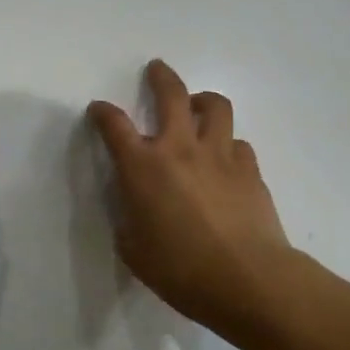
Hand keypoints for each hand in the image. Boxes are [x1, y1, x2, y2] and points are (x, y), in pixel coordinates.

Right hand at [88, 59, 293, 333]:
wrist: (247, 279)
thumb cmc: (180, 270)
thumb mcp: (133, 248)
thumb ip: (130, 216)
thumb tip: (137, 204)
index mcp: (143, 167)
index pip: (115, 126)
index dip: (103, 113)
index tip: (99, 109)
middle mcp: (180, 148)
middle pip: (171, 94)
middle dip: (160, 77)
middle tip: (157, 69)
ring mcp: (220, 155)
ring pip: (215, 106)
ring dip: (202, 100)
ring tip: (198, 107)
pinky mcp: (250, 169)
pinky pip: (238, 144)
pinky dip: (228, 145)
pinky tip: (225, 162)